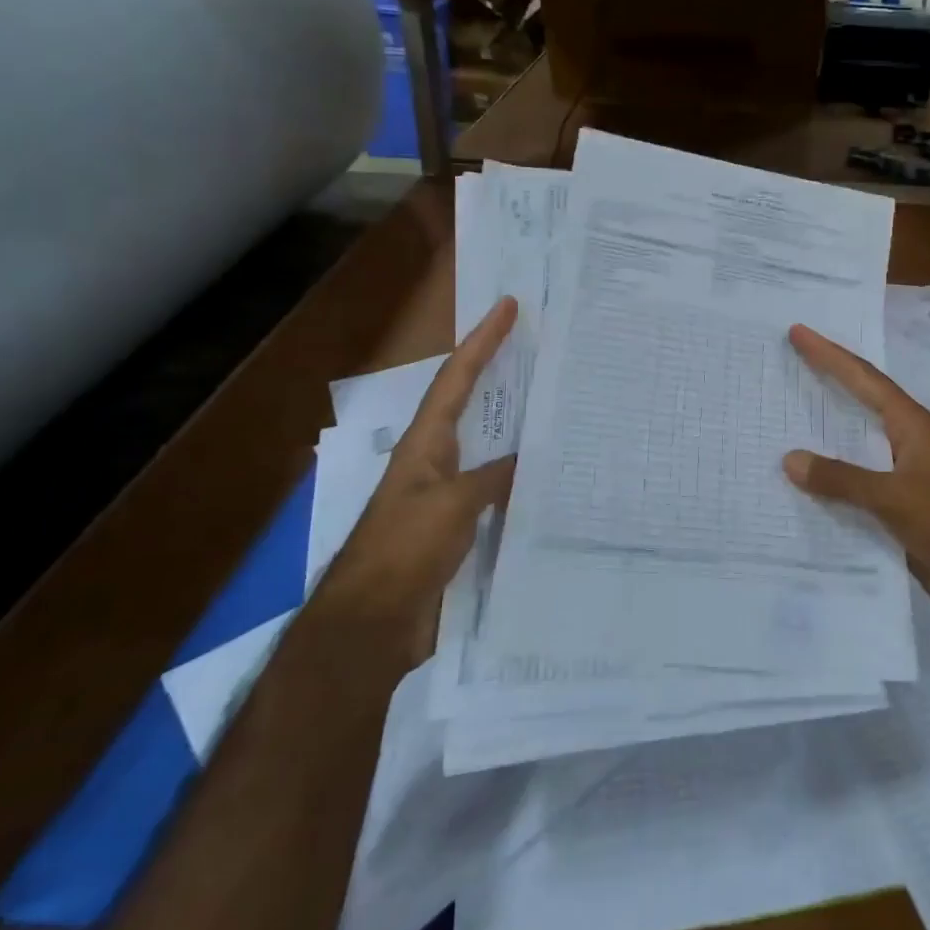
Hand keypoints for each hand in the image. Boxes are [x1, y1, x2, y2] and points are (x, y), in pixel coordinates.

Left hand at [319, 296, 519, 613]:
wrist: (374, 624)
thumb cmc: (405, 550)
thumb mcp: (451, 505)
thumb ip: (493, 478)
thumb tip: (528, 461)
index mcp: (426, 443)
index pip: (457, 379)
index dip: (482, 341)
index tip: (508, 306)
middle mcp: (436, 460)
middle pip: (469, 403)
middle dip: (498, 371)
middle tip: (538, 347)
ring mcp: (446, 493)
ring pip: (488, 445)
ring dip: (516, 423)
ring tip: (555, 403)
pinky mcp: (458, 526)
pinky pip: (496, 487)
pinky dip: (521, 474)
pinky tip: (549, 477)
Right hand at [782, 323, 929, 616]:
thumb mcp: (893, 497)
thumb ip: (841, 479)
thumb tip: (789, 459)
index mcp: (910, 425)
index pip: (863, 378)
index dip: (829, 355)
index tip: (799, 332)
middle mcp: (906, 440)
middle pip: (861, 399)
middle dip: (828, 378)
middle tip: (791, 359)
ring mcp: (904, 473)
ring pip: (856, 441)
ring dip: (827, 426)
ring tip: (788, 412)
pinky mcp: (900, 505)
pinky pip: (856, 480)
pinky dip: (832, 473)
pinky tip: (805, 479)